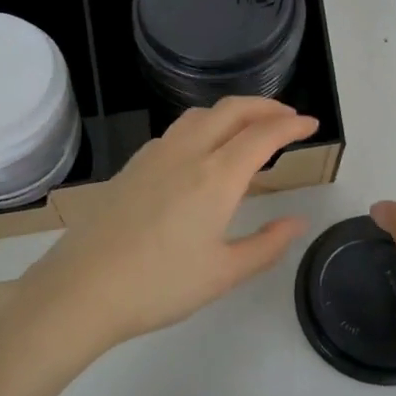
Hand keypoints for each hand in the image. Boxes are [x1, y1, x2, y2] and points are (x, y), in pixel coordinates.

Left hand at [3, 97, 316, 353]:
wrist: (83, 288)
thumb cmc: (159, 286)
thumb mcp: (223, 273)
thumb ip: (267, 245)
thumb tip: (297, 221)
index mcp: (216, 176)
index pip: (262, 135)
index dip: (291, 126)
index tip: (312, 125)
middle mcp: (187, 153)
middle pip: (232, 110)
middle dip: (265, 107)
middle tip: (288, 118)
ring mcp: (155, 155)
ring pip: (200, 115)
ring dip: (232, 112)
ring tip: (248, 128)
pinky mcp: (132, 165)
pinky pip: (177, 131)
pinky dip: (204, 126)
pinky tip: (202, 152)